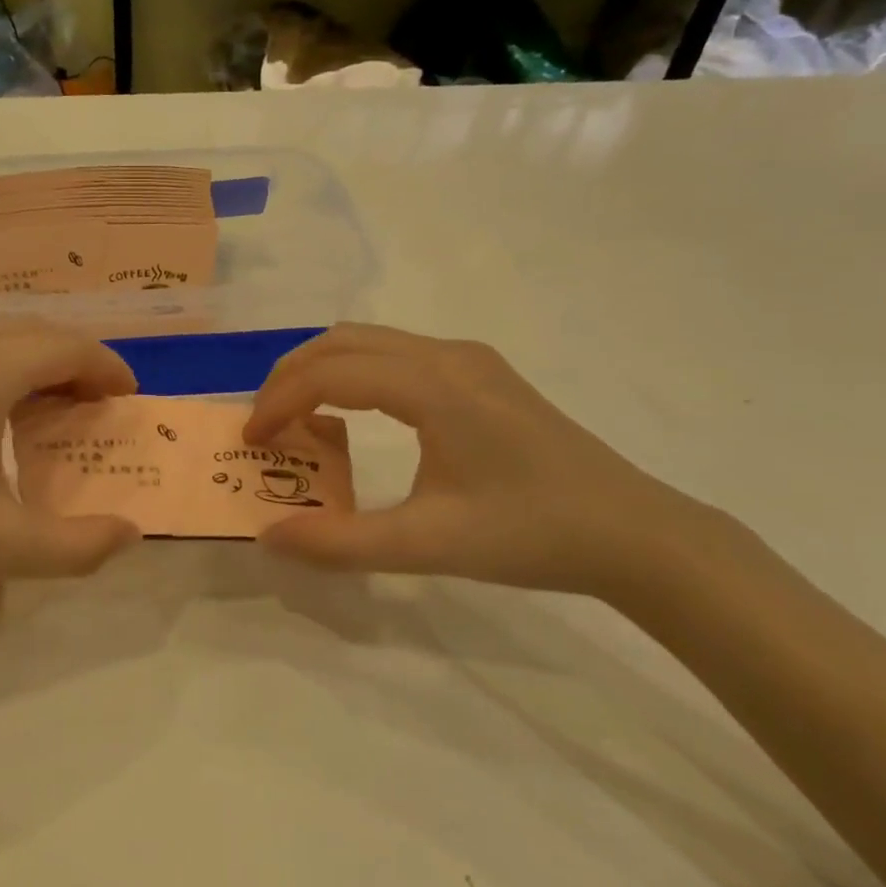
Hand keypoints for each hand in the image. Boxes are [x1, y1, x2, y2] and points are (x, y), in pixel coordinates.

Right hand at [244, 325, 724, 598]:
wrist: (634, 532)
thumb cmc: (531, 534)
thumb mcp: (428, 545)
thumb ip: (341, 543)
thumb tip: (269, 536)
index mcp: (434, 385)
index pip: (330, 373)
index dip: (279, 401)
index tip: (251, 441)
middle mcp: (448, 355)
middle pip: (343, 341)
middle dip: (291, 376)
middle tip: (264, 424)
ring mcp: (470, 360)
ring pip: (371, 342)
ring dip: (323, 371)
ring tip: (299, 419)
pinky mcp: (483, 375)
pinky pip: (398, 355)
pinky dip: (357, 375)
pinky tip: (356, 418)